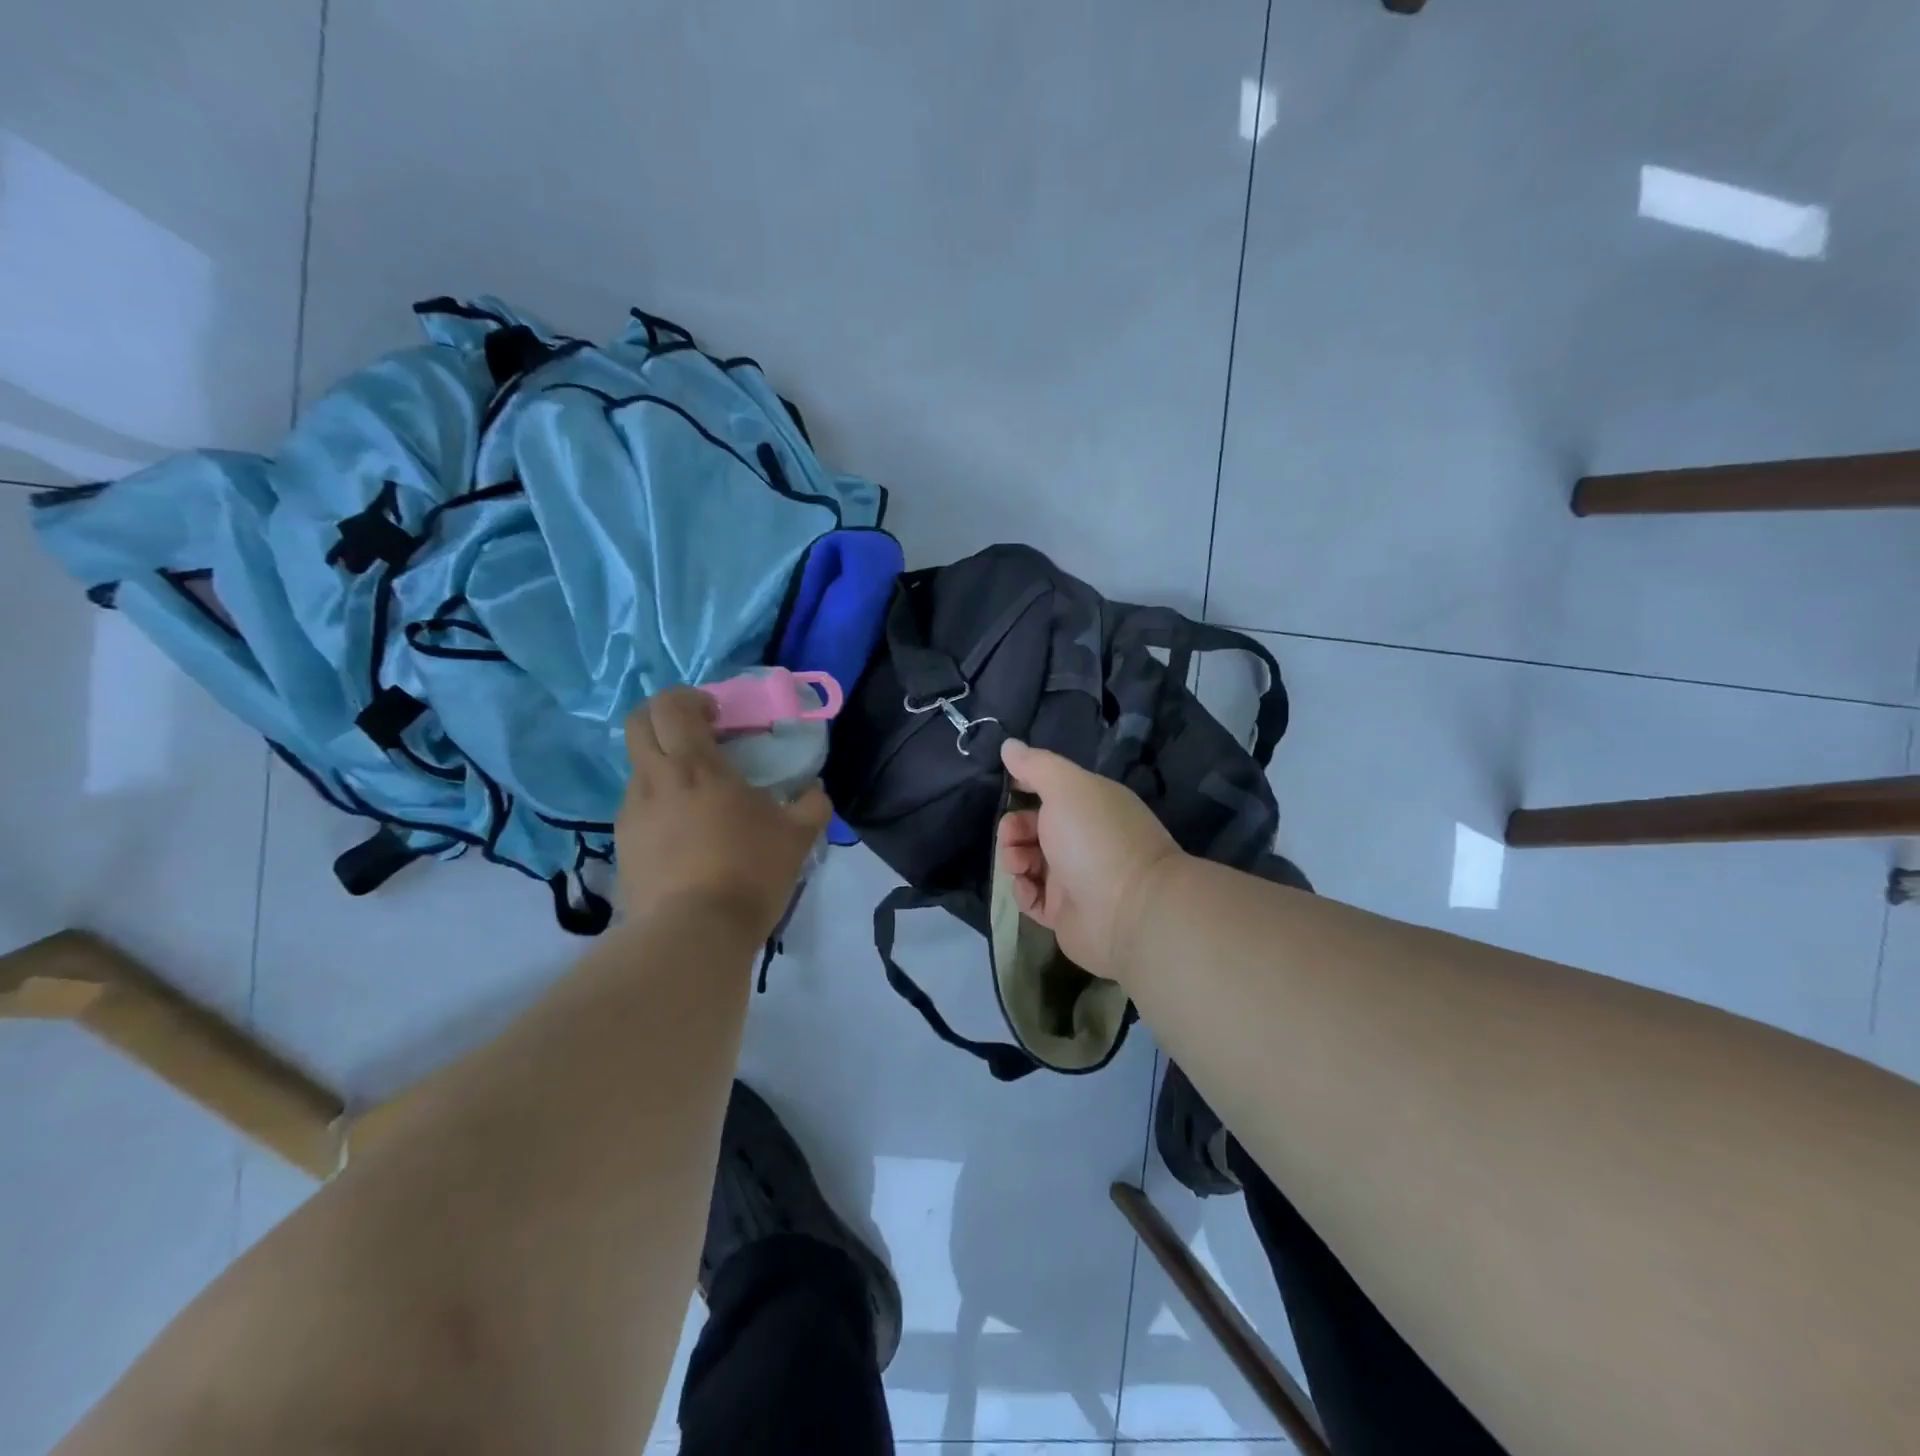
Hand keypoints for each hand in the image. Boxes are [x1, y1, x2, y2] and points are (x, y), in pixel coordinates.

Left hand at [618, 687, 831, 938]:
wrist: (693, 934)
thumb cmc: (749, 872)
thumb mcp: (797, 837)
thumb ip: (811, 805)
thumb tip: (815, 791)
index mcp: (695, 766)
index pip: (672, 705)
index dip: (691, 698)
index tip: (718, 715)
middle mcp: (654, 780)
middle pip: (638, 723)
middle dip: (664, 717)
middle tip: (697, 736)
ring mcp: (631, 814)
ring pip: (638, 768)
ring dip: (664, 766)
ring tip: (697, 797)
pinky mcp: (623, 846)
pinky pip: (638, 808)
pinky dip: (659, 804)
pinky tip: (685, 835)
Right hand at [996, 739, 1182, 981]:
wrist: (1130, 911)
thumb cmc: (1096, 838)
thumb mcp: (1066, 788)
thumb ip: (1035, 765)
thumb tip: (1009, 745)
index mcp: (1088, 805)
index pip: (1049, 789)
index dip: (1023, 786)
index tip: (1005, 789)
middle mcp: (1082, 838)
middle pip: (1033, 827)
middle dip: (1013, 828)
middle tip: (1012, 836)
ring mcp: (1074, 877)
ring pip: (1028, 862)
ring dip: (1014, 858)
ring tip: (1019, 865)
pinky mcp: (1064, 913)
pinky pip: (1032, 898)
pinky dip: (1023, 892)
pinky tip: (1027, 889)